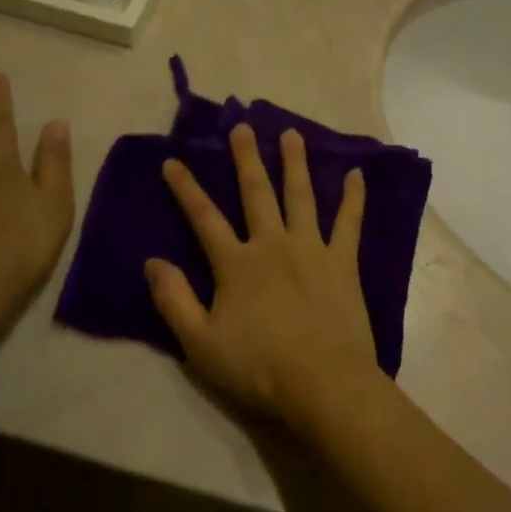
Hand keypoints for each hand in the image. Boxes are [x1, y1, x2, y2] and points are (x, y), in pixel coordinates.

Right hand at [144, 123, 381, 429]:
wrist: (323, 384)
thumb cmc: (259, 368)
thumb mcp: (200, 343)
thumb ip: (174, 300)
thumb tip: (152, 261)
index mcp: (236, 264)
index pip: (204, 217)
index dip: (186, 188)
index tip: (172, 161)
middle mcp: (272, 244)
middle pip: (256, 193)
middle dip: (246, 158)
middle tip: (241, 127)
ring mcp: (312, 249)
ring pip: (301, 196)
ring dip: (294, 162)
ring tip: (291, 133)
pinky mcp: (343, 262)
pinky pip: (349, 222)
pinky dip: (354, 197)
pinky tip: (357, 174)